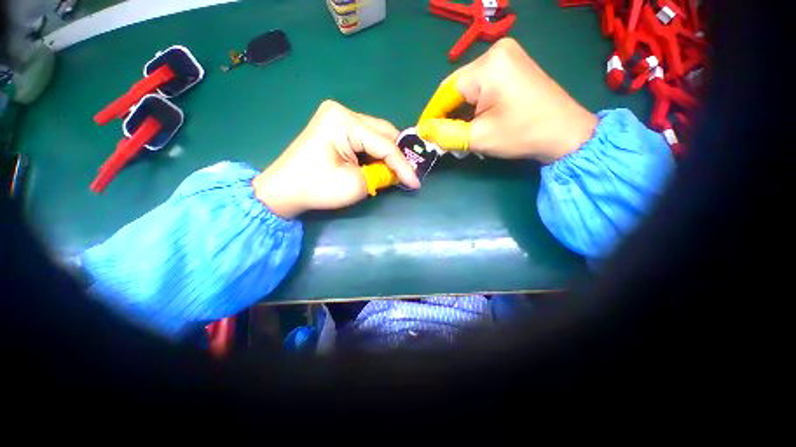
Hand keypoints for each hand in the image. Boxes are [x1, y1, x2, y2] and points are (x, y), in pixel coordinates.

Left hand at [252, 101, 419, 218]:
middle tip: (410, 175)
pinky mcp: (337, 127)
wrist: (283, 190)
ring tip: (399, 173)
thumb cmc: (316, 188)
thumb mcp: (355, 185)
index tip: (416, 183)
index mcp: (343, 121)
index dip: (403, 165)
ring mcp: (338, 117)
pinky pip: (366, 139)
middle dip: (397, 156)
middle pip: (383, 133)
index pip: (384, 143)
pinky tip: (382, 166)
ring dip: (388, 155)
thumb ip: (381, 176)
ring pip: (377, 135)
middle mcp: (342, 112)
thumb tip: (398, 173)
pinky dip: (376, 154)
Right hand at [417, 38, 598, 163]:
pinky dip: (473, 104)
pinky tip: (472, 120)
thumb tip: (424, 131)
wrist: (565, 132)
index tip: (423, 133)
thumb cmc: (522, 134)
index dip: (432, 114)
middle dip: (447, 114)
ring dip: (459, 111)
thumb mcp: (479, 138)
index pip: (446, 91)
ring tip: (456, 132)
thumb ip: (446, 134)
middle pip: (457, 87)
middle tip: (440, 136)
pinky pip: (481, 84)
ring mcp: (506, 55)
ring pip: (468, 87)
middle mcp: (495, 51)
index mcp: (487, 66)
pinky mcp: (512, 64)